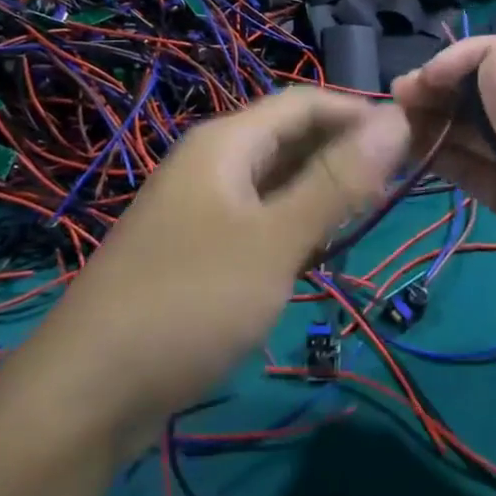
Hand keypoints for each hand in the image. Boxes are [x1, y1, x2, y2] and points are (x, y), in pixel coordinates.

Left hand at [0, 89, 410, 452]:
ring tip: (366, 219)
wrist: (86, 393)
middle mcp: (210, 163)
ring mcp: (199, 207)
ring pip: (274, 181)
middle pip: (288, 138)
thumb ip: (337, 182)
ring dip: (320, 193)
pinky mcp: (194, 249)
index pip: (303, 102)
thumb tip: (396, 120)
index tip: (410, 139)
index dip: (358, 112)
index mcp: (226, 142)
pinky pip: (256, 219)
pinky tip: (315, 255)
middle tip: (397, 186)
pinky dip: (292, 227)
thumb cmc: (190, 301)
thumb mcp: (275, 241)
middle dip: (342, 154)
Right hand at [394, 36, 495, 421]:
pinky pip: (485, 174)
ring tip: (397, 119)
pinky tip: (415, 154)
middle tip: (400, 98)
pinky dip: (453, 163)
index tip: (431, 75)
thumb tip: (489, 60)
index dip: (479, 58)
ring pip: (488, 132)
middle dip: (454, 90)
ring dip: (445, 123)